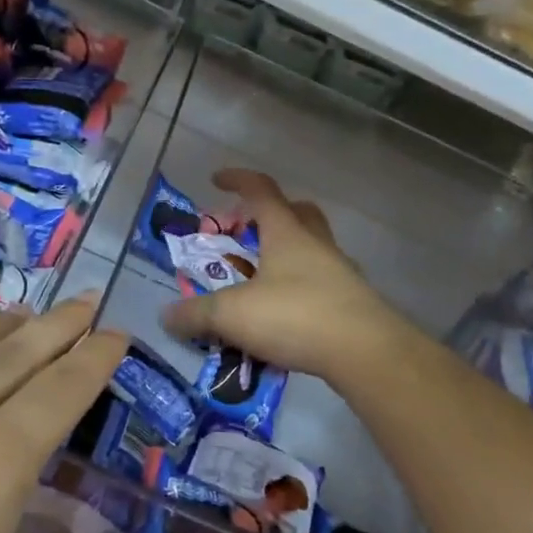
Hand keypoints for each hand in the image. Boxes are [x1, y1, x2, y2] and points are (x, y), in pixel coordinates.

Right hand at [159, 168, 404, 383]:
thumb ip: (196, 313)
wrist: (366, 352)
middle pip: (297, 213)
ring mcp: (339, 273)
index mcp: (287, 233)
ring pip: (311, 249)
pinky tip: (283, 318)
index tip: (216, 179)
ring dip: (285, 255)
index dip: (237, 180)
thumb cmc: (296, 315)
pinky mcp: (352, 303)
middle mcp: (316, 244)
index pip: (261, 190)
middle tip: (246, 232)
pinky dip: (298, 291)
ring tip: (258, 283)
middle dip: (269, 215)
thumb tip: (166, 315)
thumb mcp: (233, 314)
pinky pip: (320, 285)